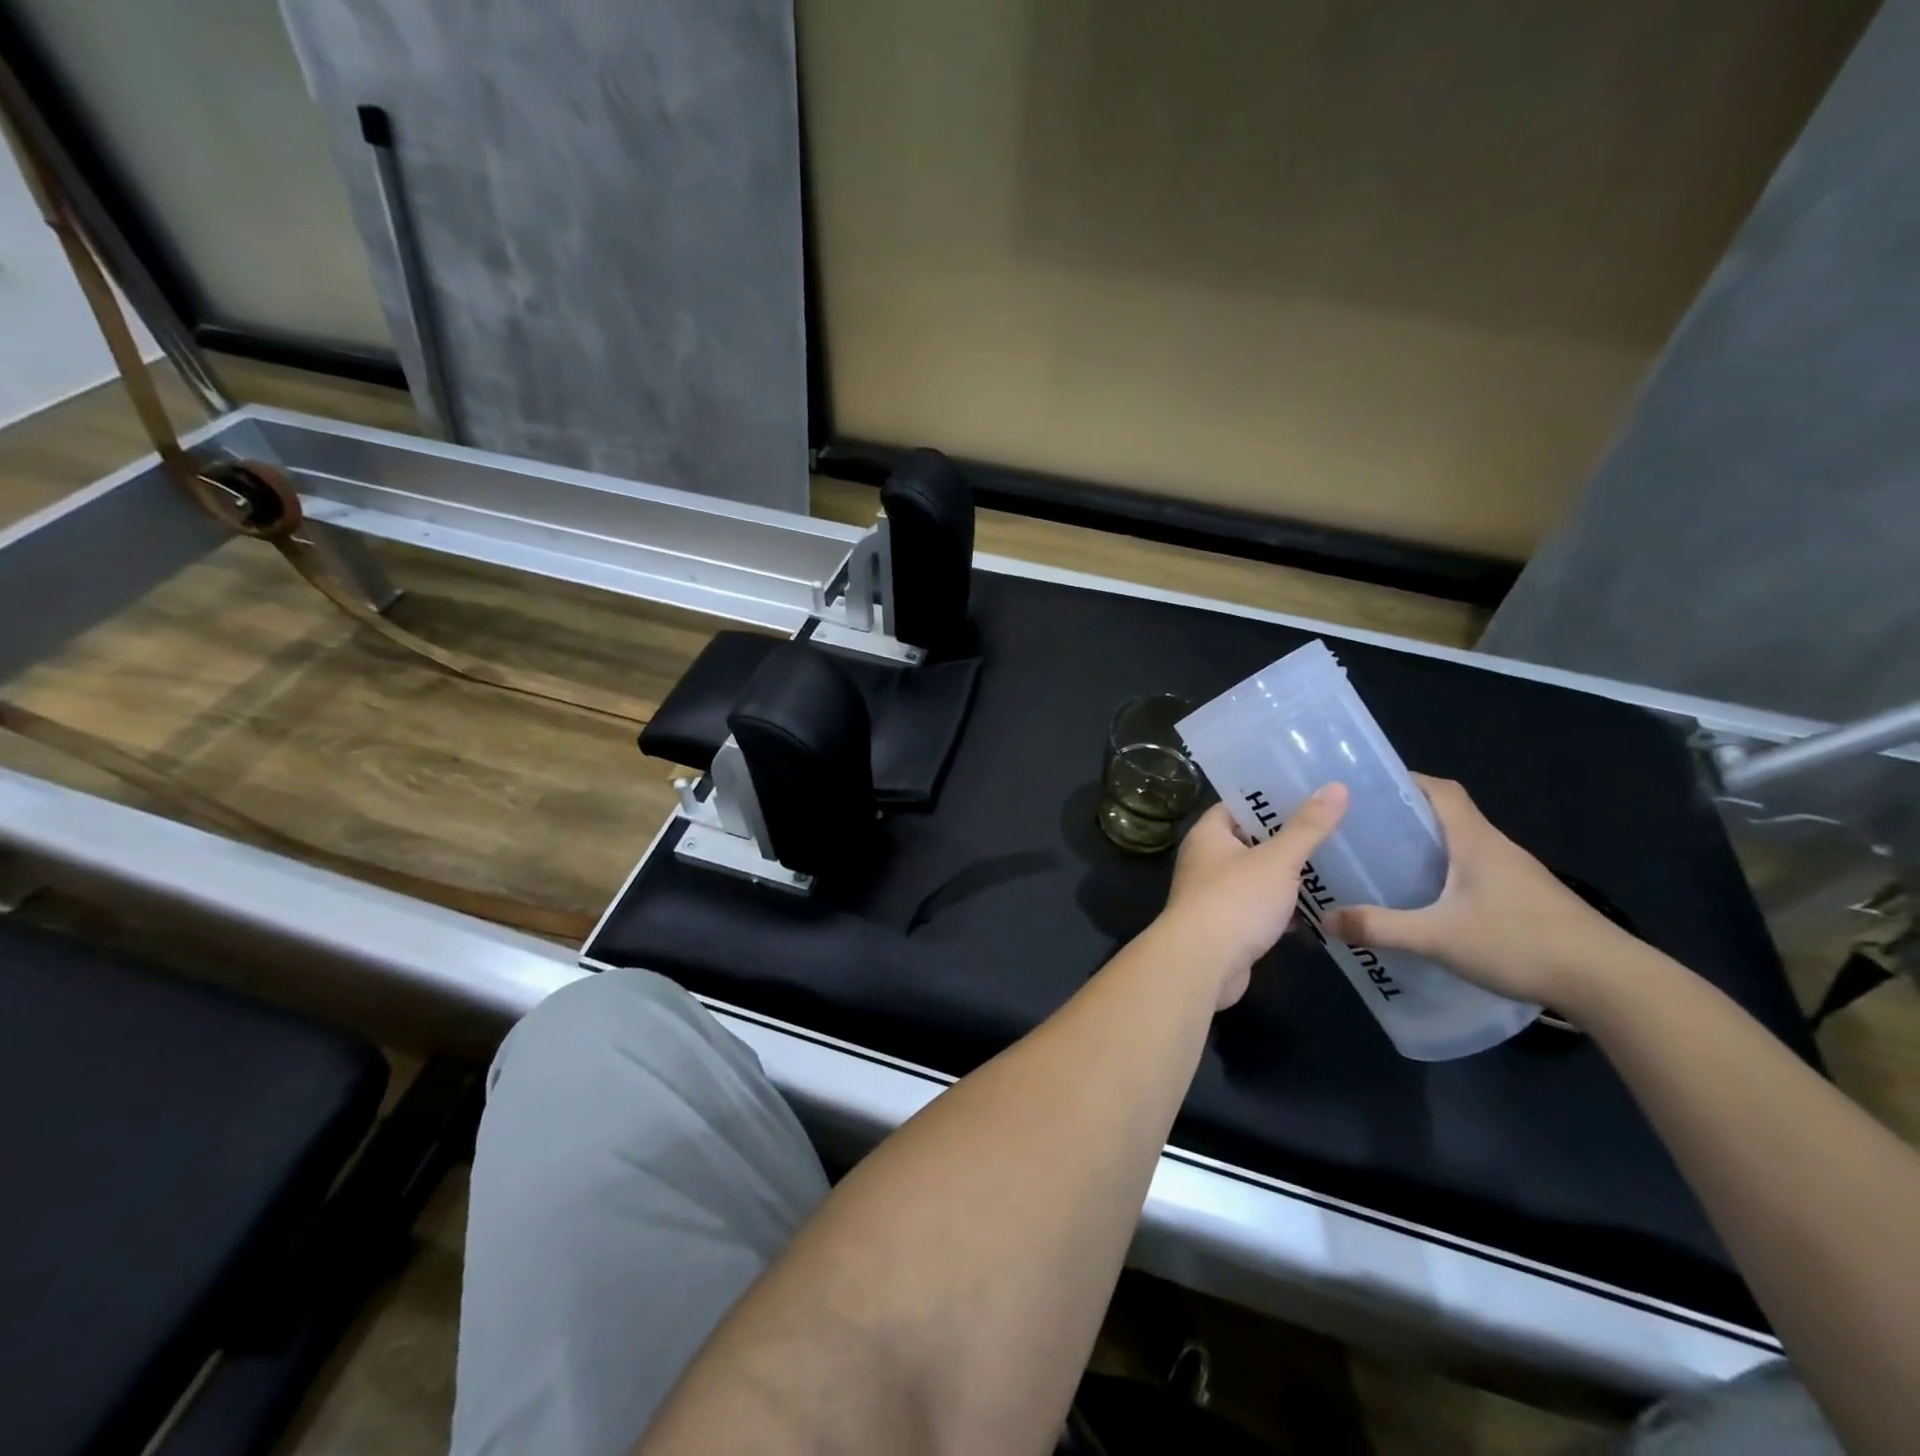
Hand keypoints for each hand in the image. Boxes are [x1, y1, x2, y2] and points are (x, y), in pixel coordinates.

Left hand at [1159, 784, 1348, 1009]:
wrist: (1202, 962)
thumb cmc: (1235, 900)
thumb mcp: (1277, 859)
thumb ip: (1307, 827)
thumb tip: (1337, 786)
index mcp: (1208, 834)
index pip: (1238, 804)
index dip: (1270, 797)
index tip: (1309, 792)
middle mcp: (1205, 859)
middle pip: (1250, 840)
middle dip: (1286, 838)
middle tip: (1332, 827)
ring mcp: (1214, 893)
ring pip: (1257, 876)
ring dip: (1287, 876)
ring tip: (1334, 865)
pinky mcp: (1227, 925)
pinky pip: (1259, 907)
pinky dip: (1283, 908)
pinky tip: (1319, 910)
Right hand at [1323, 775, 1635, 1010]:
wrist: (1611, 983)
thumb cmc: (1521, 942)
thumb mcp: (1438, 938)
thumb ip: (1380, 927)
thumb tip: (1325, 920)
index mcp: (1475, 841)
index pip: (1440, 790)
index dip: (1405, 780)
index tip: (1368, 788)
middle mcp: (1497, 848)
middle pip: (1448, 816)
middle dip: (1405, 818)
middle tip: (1363, 831)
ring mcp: (1517, 875)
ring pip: (1463, 847)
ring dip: (1428, 849)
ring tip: (1387, 865)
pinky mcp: (1527, 901)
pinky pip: (1476, 873)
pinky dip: (1447, 876)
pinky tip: (1430, 903)